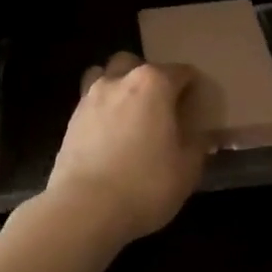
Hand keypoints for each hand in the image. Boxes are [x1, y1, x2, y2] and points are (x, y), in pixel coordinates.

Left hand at [43, 52, 208, 243]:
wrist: (85, 208)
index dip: (192, 86)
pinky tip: (109, 134)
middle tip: (159, 105)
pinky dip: (102, 110)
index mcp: (153, 84)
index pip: (181, 72)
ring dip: (118, 86)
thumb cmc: (146, 184)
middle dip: (148, 77)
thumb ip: (197, 145)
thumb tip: (200, 136)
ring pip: (105, 75)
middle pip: (136, 64)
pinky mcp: (70, 119)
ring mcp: (90, 98)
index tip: (197, 102)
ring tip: (129, 114)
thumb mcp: (187, 170)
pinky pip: (90, 102)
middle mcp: (119, 80)